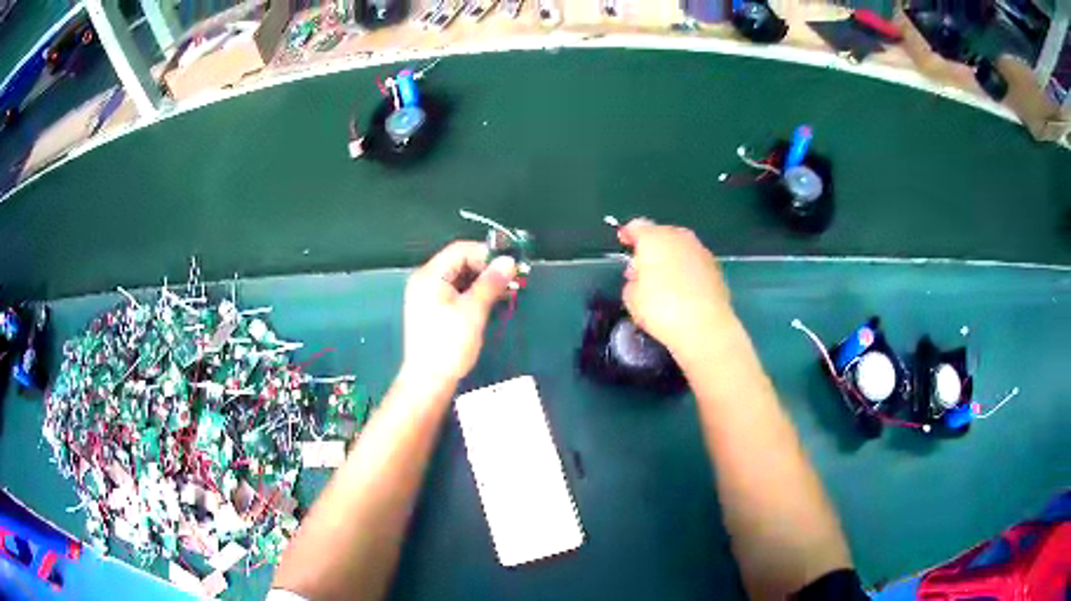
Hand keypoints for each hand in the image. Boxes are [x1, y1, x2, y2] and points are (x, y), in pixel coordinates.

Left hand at [400, 241, 516, 390]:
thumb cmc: (449, 345)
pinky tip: (495, 300)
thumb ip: (491, 283)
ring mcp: (429, 296)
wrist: (429, 381)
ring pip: (461, 278)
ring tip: (509, 290)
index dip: (487, 254)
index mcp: (429, 276)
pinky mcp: (435, 310)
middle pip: (460, 262)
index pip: (460, 250)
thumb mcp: (473, 311)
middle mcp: (426, 281)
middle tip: (514, 278)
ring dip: (485, 281)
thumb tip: (508, 261)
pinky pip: (458, 292)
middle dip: (488, 268)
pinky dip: (476, 293)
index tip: (510, 264)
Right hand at [618, 219, 733, 355]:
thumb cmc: (662, 309)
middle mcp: (679, 238)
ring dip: (670, 258)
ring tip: (663, 281)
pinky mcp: (715, 267)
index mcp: (654, 239)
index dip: (627, 233)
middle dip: (651, 248)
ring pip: (680, 247)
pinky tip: (683, 290)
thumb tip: (638, 279)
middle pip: (661, 234)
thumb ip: (632, 282)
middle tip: (642, 268)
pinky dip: (686, 270)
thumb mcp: (632, 298)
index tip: (623, 242)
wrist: (705, 326)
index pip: (637, 226)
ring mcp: (700, 250)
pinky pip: (694, 262)